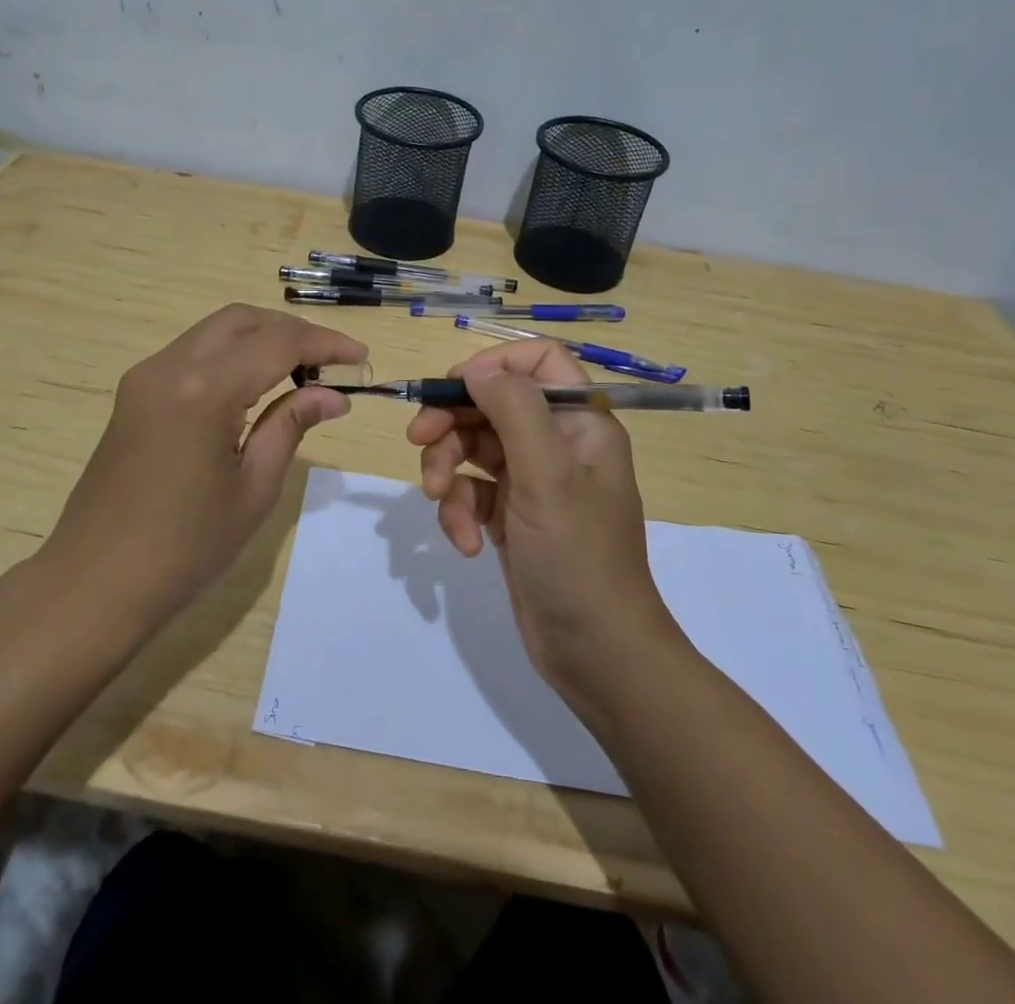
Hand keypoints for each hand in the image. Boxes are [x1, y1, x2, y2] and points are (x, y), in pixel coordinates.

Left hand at [42, 304, 366, 626]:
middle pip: (242, 320)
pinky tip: (255, 386)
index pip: (277, 343)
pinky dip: (231, 355)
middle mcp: (169, 366)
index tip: (361, 357)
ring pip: (215, 331)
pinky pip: (192, 353)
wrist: (94, 584)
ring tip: (301, 373)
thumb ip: (291, 426)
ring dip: (261, 339)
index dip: (325, 344)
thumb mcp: (253, 489)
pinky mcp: (134, 393)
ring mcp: (145, 377)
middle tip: (331, 363)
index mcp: (202, 390)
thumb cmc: (183, 548)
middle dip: (292, 331)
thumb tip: (334, 396)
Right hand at [405, 340, 675, 702]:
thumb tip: (476, 369)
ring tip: (438, 500)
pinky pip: (472, 492)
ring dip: (447, 469)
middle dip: (452, 422)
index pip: (538, 360)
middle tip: (417, 440)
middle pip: (492, 403)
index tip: (454, 388)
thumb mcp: (546, 475)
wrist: (596, 653)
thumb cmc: (577, 556)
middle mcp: (558, 442)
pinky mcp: (512, 516)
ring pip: (474, 447)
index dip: (494, 365)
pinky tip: (467, 543)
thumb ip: (513, 409)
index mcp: (581, 421)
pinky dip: (460, 512)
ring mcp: (533, 480)